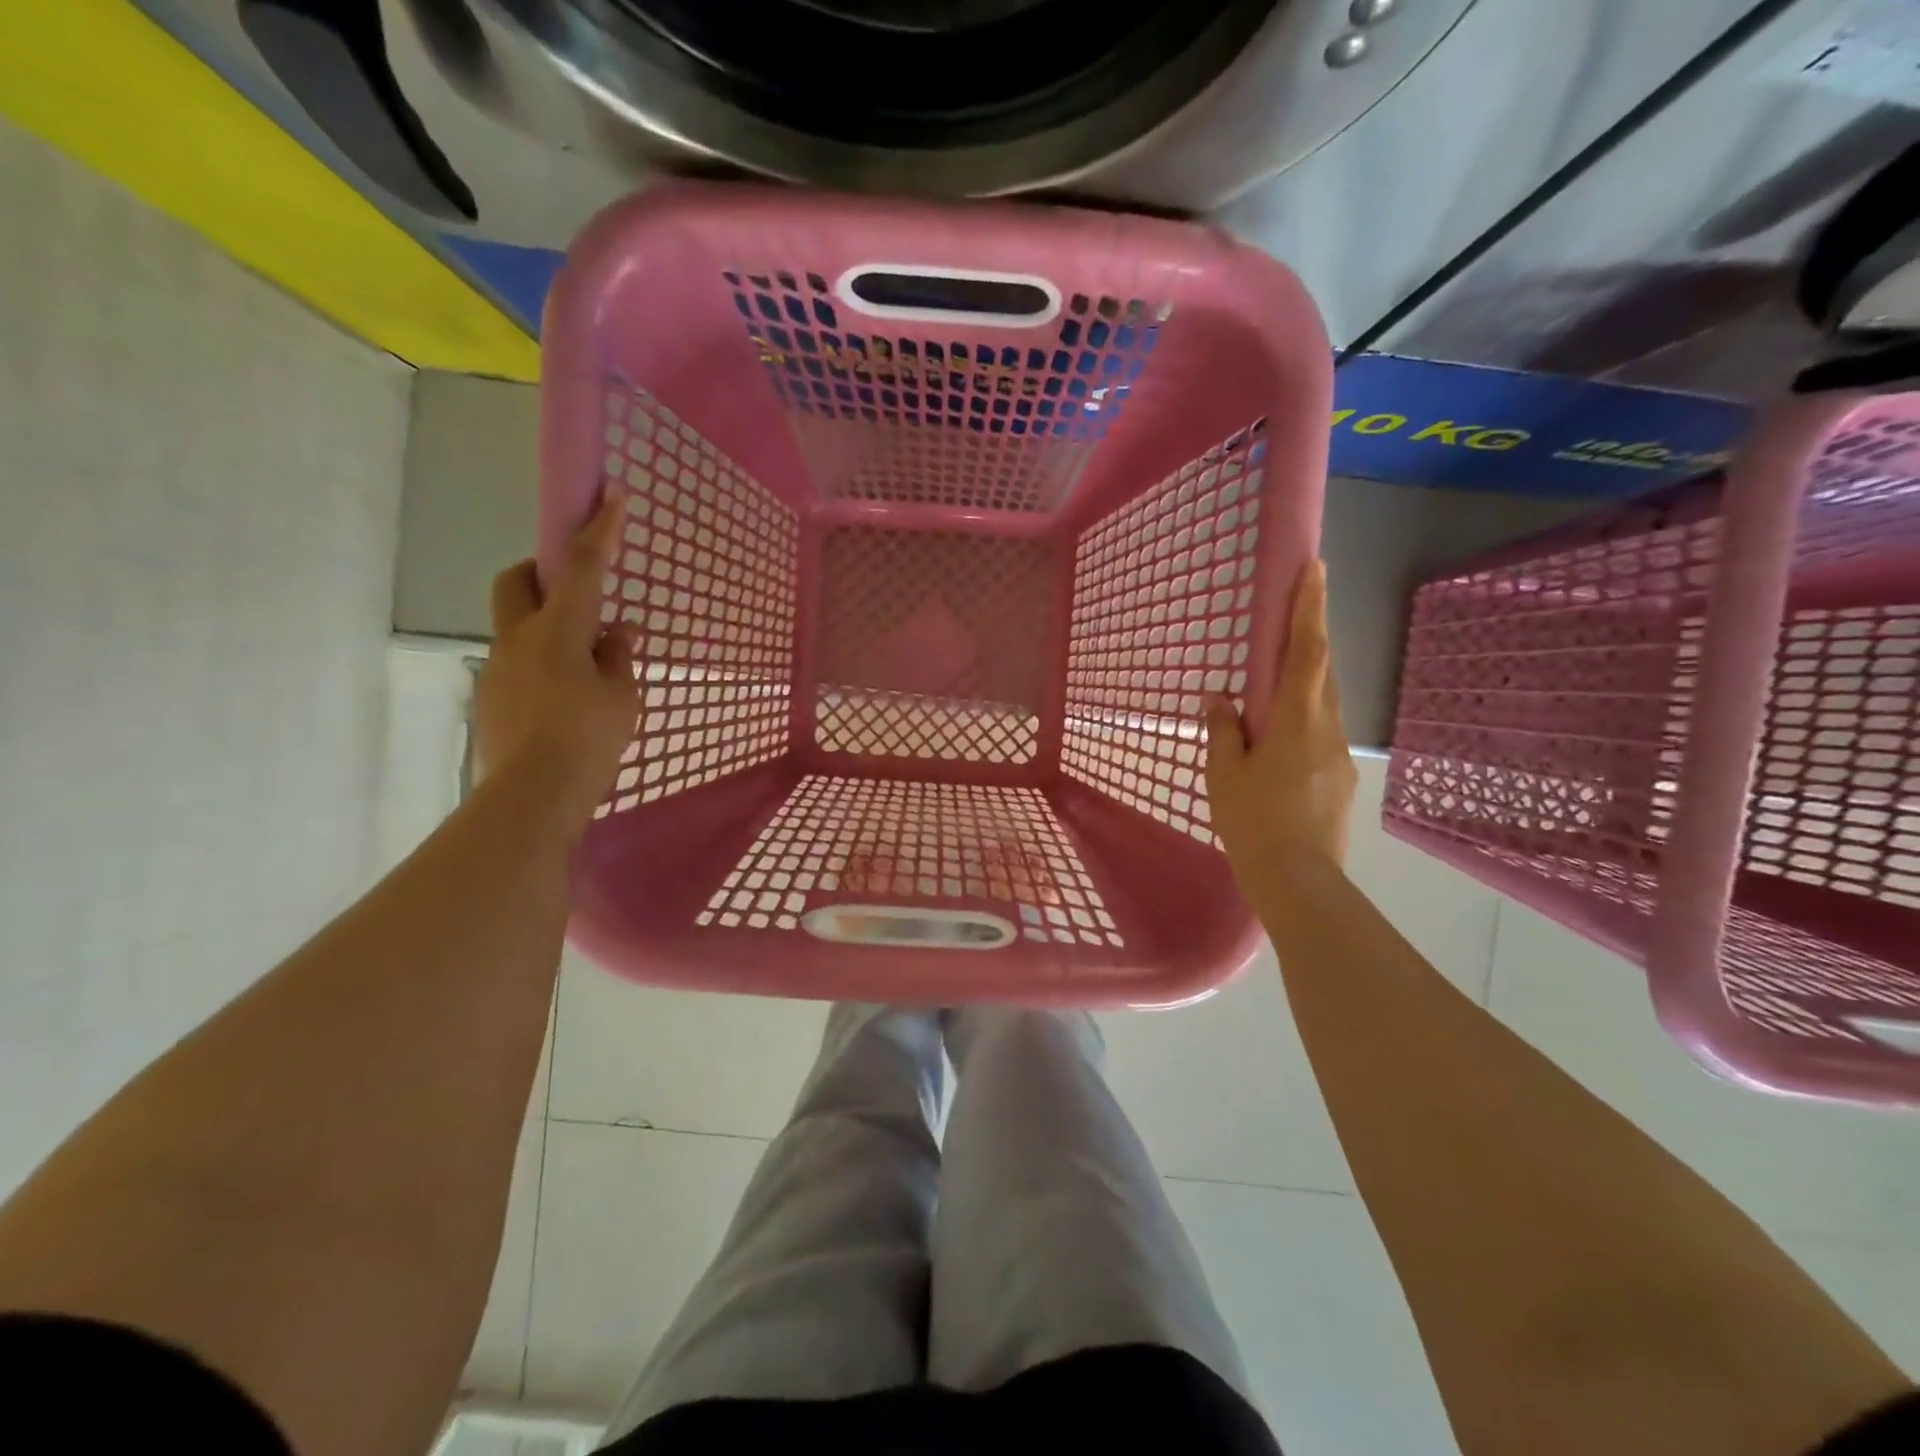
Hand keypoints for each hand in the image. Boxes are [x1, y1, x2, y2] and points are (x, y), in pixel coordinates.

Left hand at [475, 495, 638, 831]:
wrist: (532, 796)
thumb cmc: (587, 740)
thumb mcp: (621, 696)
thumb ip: (618, 657)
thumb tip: (617, 633)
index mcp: (558, 631)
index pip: (583, 567)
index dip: (600, 528)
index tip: (611, 493)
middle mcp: (519, 639)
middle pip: (516, 580)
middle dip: (541, 570)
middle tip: (575, 591)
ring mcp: (499, 668)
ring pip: (517, 625)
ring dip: (548, 627)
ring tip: (587, 666)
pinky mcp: (492, 698)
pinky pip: (519, 663)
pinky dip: (544, 664)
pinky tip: (568, 699)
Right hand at [1206, 559, 1357, 883]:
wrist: (1299, 880)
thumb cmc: (1253, 820)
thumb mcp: (1223, 773)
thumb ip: (1223, 730)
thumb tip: (1221, 699)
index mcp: (1297, 719)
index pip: (1307, 651)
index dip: (1309, 608)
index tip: (1314, 568)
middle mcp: (1327, 728)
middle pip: (1322, 672)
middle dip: (1311, 637)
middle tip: (1296, 614)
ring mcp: (1339, 755)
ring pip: (1324, 704)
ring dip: (1306, 684)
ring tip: (1277, 688)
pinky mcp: (1341, 779)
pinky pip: (1322, 734)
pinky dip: (1304, 721)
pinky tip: (1281, 744)